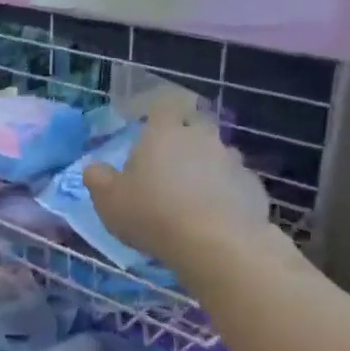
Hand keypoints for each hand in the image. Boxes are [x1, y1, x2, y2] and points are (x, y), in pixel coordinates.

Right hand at [83, 93, 286, 280]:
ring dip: (206, 169)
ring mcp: (233, 162)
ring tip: (193, 197)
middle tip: (169, 165)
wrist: (216, 244)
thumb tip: (95, 168)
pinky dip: (225, 194)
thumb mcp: (107, 200)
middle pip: (195, 128)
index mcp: (164, 134)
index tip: (150, 126)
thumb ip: (97, 178)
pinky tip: (215, 218)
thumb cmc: (152, 213)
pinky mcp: (255, 189)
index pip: (164, 105)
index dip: (158, 112)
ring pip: (218, 156)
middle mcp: (202, 139)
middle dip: (184, 141)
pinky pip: (235, 184)